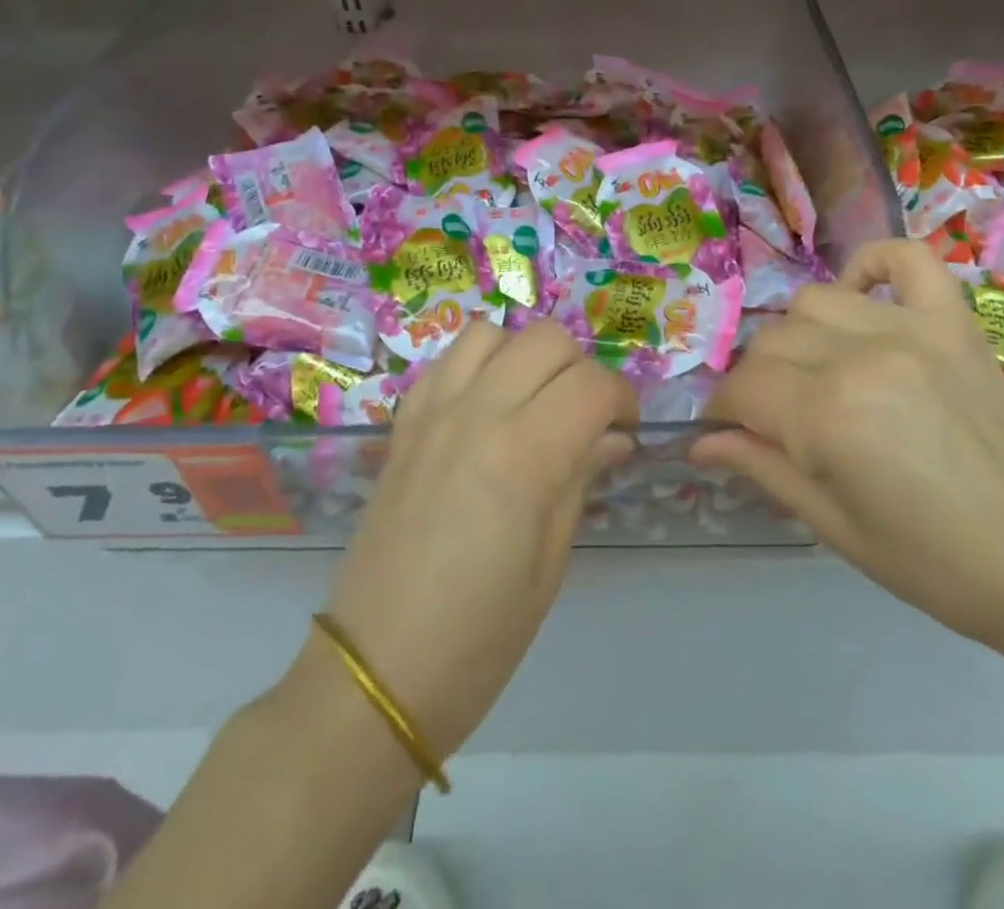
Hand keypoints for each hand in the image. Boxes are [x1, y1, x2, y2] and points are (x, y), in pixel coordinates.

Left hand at [321, 319, 635, 758]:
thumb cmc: (481, 635)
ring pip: (492, 333)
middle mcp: (476, 413)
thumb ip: (581, 477)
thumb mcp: (550, 561)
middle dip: (580, 369)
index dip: (621, 399)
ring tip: (532, 402)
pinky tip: (484, 407)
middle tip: (584, 416)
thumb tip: (612, 436)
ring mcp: (433, 413)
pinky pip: (445, 361)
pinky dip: (476, 365)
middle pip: (546, 339)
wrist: (378, 670)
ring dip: (524, 356)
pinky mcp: (403, 424)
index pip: (592, 384)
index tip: (625, 428)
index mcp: (524, 454)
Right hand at [692, 239, 1003, 651]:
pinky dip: (873, 264)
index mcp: (829, 415)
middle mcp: (864, 356)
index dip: (724, 409)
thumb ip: (759, 466)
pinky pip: (905, 258)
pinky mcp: (954, 322)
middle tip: (775, 417)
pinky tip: (862, 297)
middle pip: (773, 341)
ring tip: (818, 372)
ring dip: (801, 336)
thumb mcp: (829, 523)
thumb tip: (698, 442)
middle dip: (758, 381)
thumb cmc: (926, 560)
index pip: (745, 387)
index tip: (724, 429)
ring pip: (816, 301)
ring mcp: (913, 329)